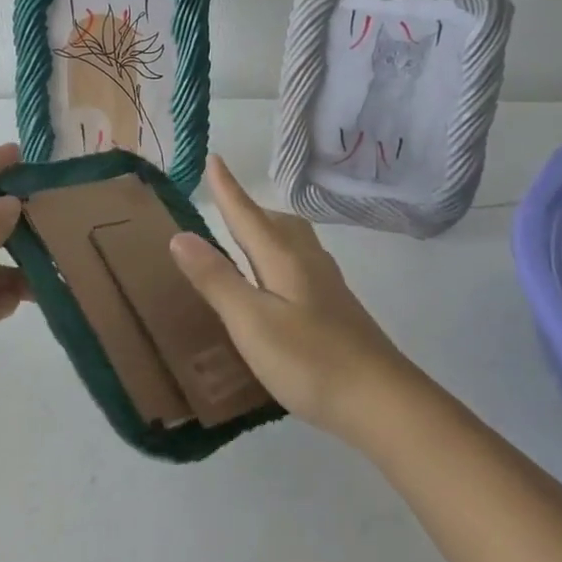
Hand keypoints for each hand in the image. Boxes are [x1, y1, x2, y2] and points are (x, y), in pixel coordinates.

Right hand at [169, 155, 412, 439]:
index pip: (247, 214)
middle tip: (223, 206)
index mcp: (283, 258)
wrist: (382, 402)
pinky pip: (301, 264)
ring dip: (267, 232)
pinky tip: (276, 285)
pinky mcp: (337, 309)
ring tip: (246, 241)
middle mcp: (308, 262)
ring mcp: (327, 286)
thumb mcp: (251, 321)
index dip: (228, 188)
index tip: (214, 158)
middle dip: (248, 209)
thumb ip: (216, 279)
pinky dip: (280, 258)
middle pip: (276, 223)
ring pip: (293, 242)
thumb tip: (180, 236)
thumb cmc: (309, 360)